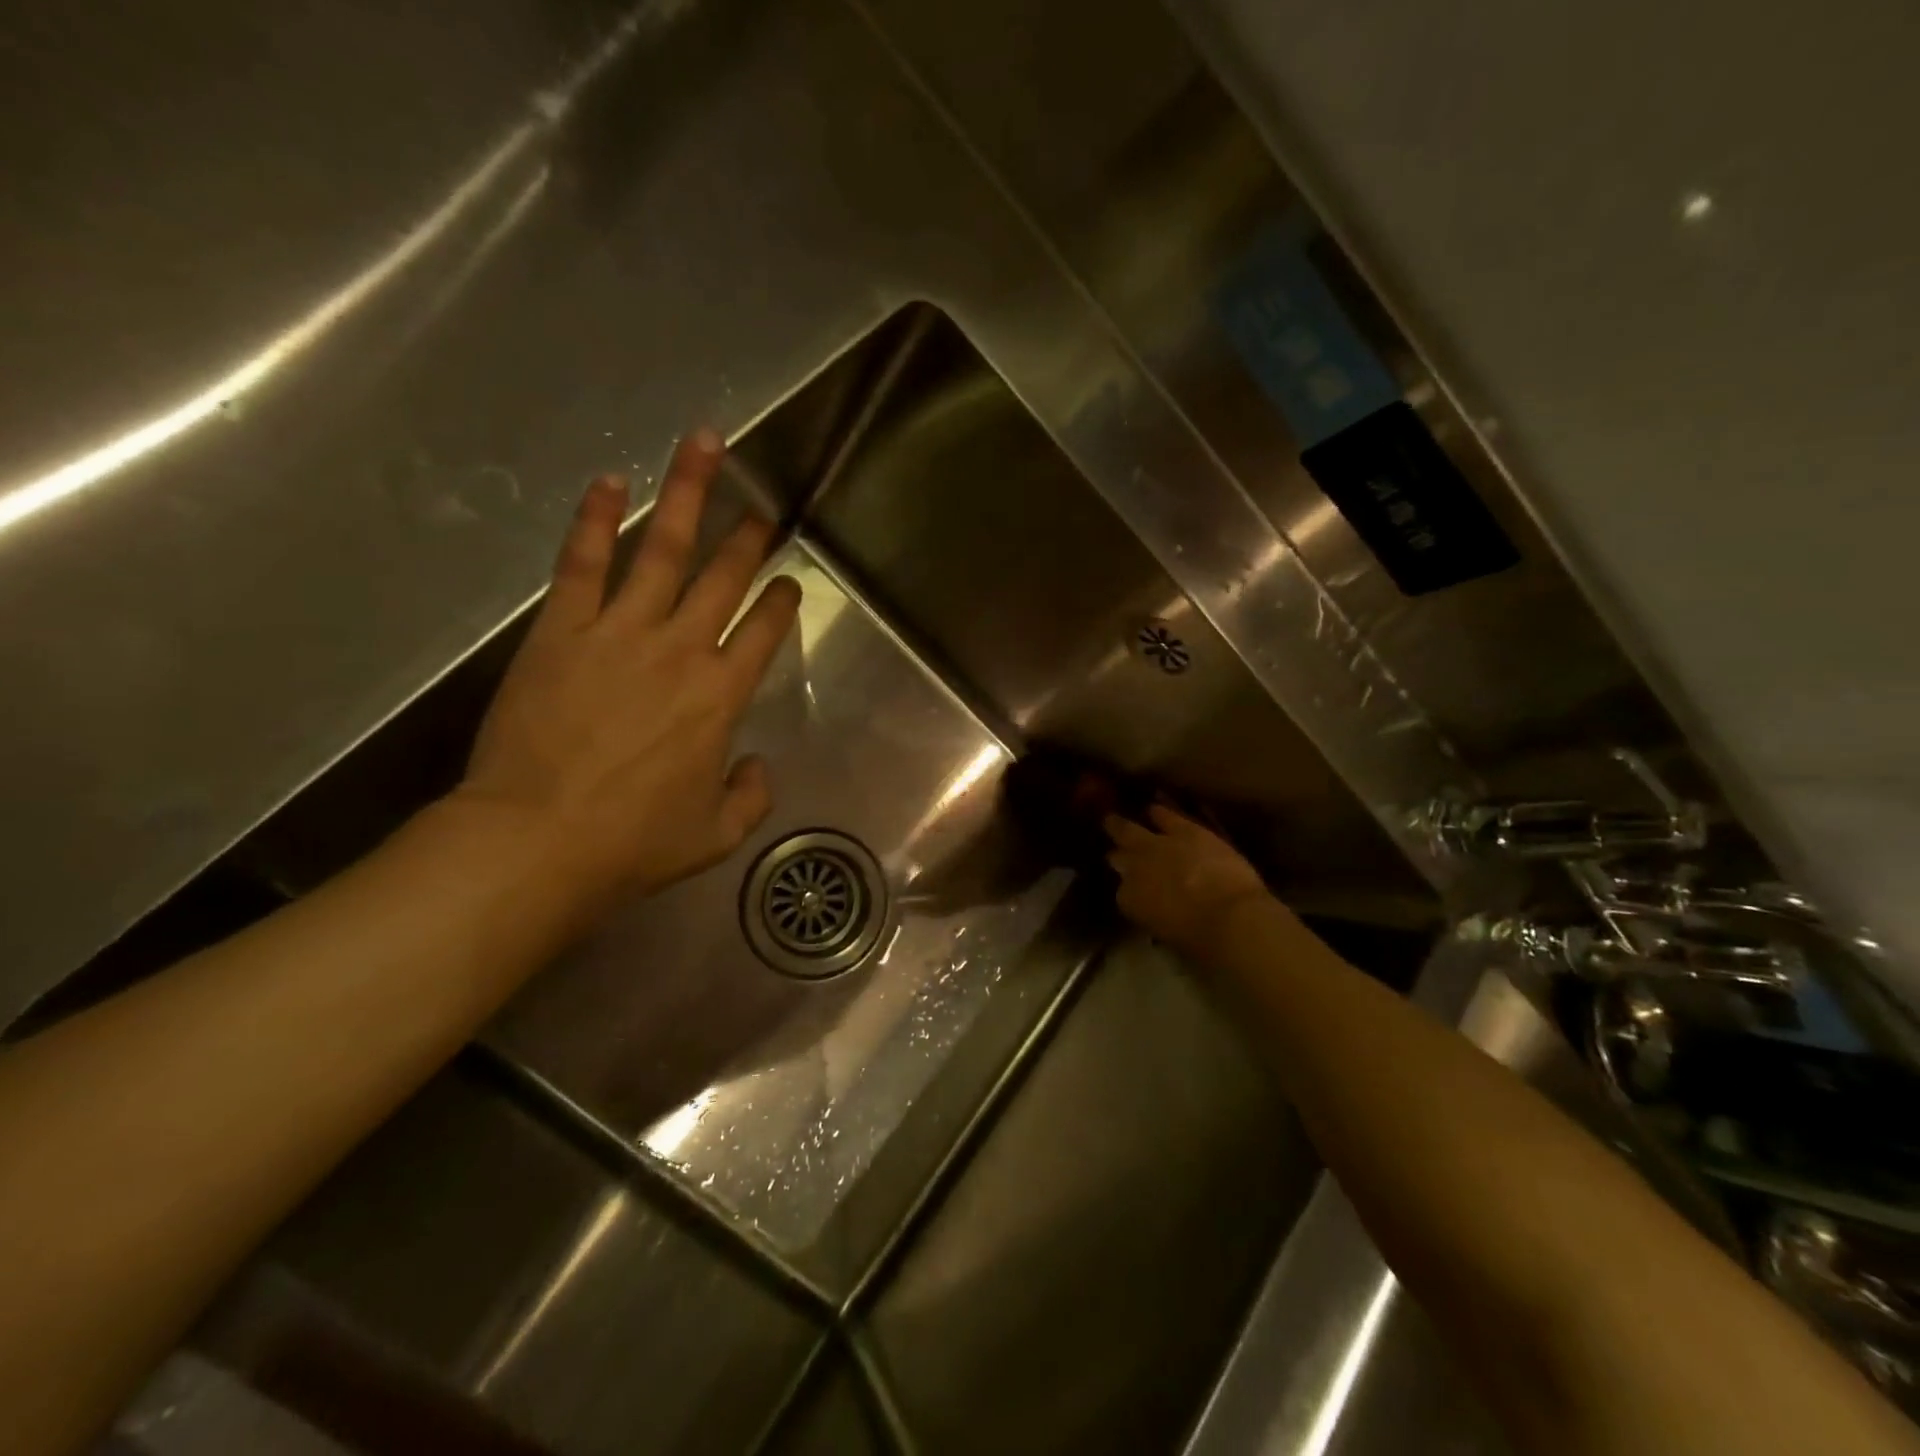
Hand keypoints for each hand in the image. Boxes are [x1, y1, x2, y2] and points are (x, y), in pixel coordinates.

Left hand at [457, 429, 799, 913]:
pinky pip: (583, 563)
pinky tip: (609, 483)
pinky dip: (596, 520)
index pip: (764, 630)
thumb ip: (752, 795)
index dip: (781, 599)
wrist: (537, 841)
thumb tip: (757, 765)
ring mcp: (620, 631)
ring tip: (703, 445)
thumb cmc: (633, 842)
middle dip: (748, 536)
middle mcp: (681, 648)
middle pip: (724, 576)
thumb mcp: (716, 835)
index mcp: (722, 696)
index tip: (788, 581)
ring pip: (663, 550)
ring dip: (688, 495)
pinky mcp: (562, 630)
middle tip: (761, 504)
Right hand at [1104, 806, 1270, 955]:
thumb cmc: (1200, 940)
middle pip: (1117, 856)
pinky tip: (1153, 806)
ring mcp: (1156, 845)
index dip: (1129, 889)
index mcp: (1130, 900)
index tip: (1133, 890)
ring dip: (1122, 826)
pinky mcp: (1183, 830)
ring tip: (1115, 820)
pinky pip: (1164, 815)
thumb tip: (1159, 910)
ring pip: (1129, 830)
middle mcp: (1135, 869)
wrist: (1229, 917)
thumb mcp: (1168, 933)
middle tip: (1112, 849)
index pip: (1123, 893)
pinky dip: (1158, 811)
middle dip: (1115, 853)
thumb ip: (1157, 915)